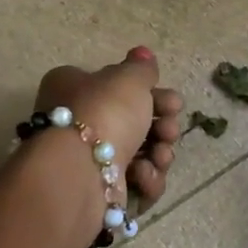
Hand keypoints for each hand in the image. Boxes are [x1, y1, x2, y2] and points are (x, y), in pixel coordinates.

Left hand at [33, 48, 185, 207]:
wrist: (81, 172)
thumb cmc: (103, 112)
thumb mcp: (128, 78)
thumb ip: (141, 68)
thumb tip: (142, 54)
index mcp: (74, 89)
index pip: (117, 88)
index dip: (150, 93)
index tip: (173, 101)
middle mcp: (77, 124)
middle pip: (133, 123)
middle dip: (161, 126)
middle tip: (169, 128)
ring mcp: (89, 161)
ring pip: (139, 155)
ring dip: (159, 154)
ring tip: (160, 155)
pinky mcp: (101, 193)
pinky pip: (135, 184)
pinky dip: (146, 180)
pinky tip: (144, 176)